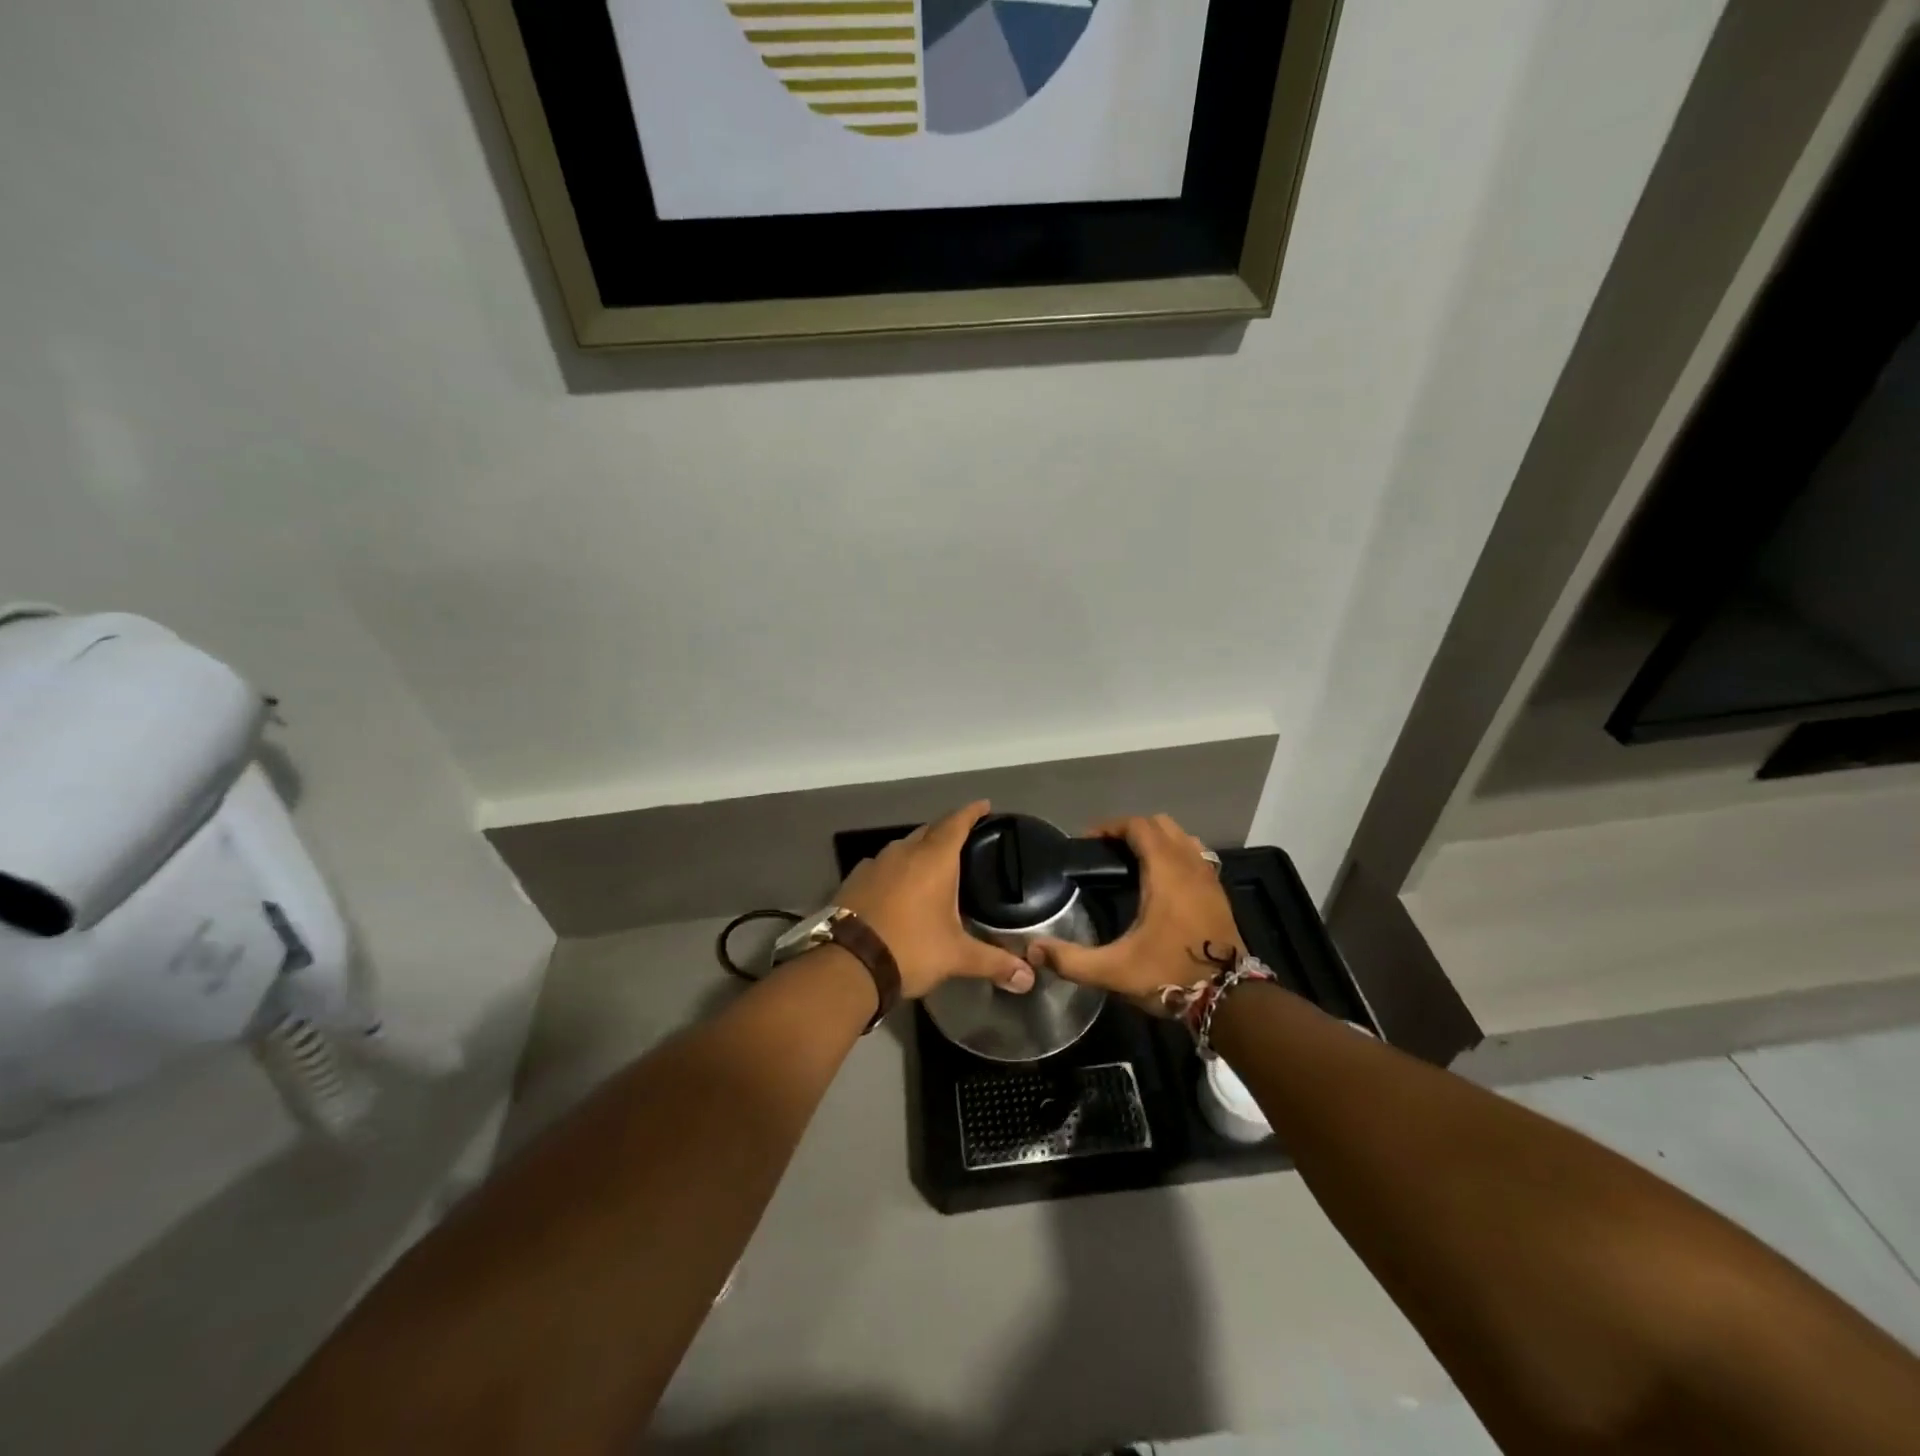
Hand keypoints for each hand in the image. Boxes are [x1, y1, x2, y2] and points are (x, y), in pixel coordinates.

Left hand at [835, 802, 1034, 999]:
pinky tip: (899, 887)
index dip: (972, 812)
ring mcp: (875, 863)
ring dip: (919, 851)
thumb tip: (1028, 978)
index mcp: (933, 859)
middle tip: (964, 841)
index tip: (984, 805)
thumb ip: (993, 962)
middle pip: (929, 831)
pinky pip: (883, 865)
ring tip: (933, 866)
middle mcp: (903, 852)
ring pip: (903, 847)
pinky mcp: (855, 879)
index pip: (956, 823)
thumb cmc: (910, 948)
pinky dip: (896, 870)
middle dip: (947, 831)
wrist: (847, 963)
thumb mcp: (956, 956)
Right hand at [1032, 814, 1243, 1012]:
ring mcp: (1209, 878)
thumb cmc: (1170, 975)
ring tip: (1133, 861)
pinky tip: (1162, 881)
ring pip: (1182, 837)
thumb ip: (1071, 960)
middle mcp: (1189, 865)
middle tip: (1108, 851)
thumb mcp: (1114, 971)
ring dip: (1158, 839)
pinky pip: (1196, 855)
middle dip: (1132, 829)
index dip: (1111, 827)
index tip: (1088, 842)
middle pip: (1161, 824)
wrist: (1230, 1001)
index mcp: (1165, 873)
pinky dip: (1176, 854)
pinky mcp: (1219, 893)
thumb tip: (1033, 949)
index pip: (1139, 826)